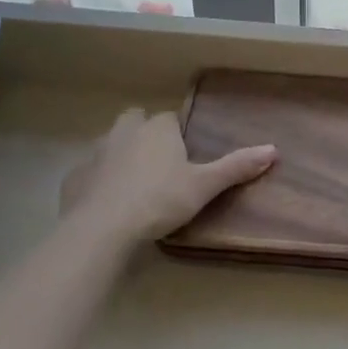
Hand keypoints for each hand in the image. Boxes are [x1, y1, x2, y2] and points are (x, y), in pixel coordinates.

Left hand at [60, 107, 275, 246]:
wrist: (102, 229)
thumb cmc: (160, 200)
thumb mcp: (204, 186)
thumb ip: (237, 167)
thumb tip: (274, 149)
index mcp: (158, 129)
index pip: (170, 119)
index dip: (177, 135)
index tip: (184, 157)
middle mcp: (124, 131)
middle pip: (135, 121)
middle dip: (144, 134)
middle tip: (158, 165)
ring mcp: (95, 153)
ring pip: (110, 144)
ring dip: (120, 156)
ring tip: (133, 185)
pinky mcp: (73, 177)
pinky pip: (89, 172)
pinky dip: (97, 182)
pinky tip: (106, 203)